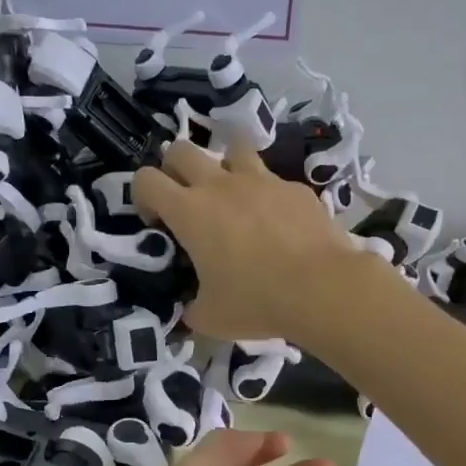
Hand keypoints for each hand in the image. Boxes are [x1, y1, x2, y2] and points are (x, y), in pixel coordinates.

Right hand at [133, 140, 363, 342]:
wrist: (321, 288)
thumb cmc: (256, 302)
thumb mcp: (211, 318)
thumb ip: (192, 309)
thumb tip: (191, 310)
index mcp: (189, 211)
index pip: (146, 180)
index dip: (143, 197)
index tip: (158, 223)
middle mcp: (220, 185)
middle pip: (181, 149)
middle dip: (175, 169)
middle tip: (187, 201)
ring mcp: (261, 180)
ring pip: (231, 147)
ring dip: (223, 165)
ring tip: (232, 195)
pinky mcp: (294, 187)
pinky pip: (272, 179)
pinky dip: (266, 194)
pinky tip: (278, 222)